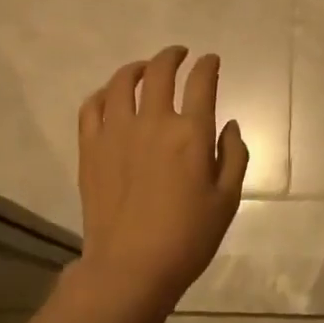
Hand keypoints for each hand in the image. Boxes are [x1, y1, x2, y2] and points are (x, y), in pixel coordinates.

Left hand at [76, 46, 249, 319]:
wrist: (131, 267)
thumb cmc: (188, 237)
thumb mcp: (227, 200)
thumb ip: (234, 155)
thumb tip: (229, 125)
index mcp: (190, 133)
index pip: (201, 83)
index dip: (208, 65)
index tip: (211, 61)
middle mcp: (152, 122)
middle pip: (160, 72)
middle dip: (173, 56)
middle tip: (180, 55)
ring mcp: (115, 132)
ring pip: (121, 82)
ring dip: (137, 68)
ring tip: (145, 69)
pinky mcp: (90, 148)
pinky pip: (91, 107)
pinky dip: (103, 93)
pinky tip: (110, 97)